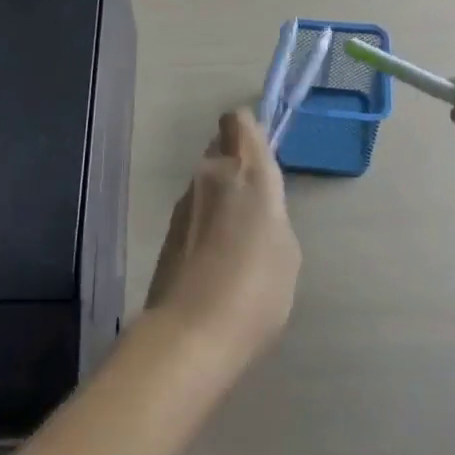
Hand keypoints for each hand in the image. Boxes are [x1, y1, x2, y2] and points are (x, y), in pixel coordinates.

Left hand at [144, 108, 300, 369]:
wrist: (190, 333)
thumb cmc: (256, 288)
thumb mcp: (286, 249)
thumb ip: (271, 212)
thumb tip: (255, 205)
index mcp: (247, 171)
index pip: (238, 121)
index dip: (249, 126)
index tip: (262, 147)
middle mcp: (211, 174)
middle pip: (220, 147)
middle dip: (235, 162)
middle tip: (255, 199)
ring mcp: (185, 201)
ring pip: (206, 180)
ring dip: (221, 194)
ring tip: (239, 237)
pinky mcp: (168, 229)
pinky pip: (195, 210)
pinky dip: (207, 221)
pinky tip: (218, 257)